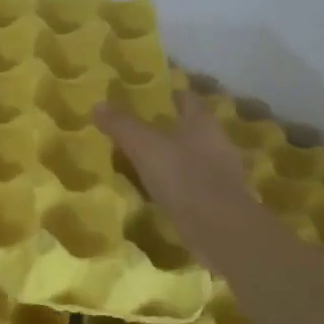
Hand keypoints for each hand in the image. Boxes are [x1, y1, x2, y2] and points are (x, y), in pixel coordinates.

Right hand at [94, 89, 258, 248]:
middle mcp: (218, 142)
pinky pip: (197, 184)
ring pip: (197, 156)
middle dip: (173, 127)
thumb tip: (98, 104)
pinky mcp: (222, 201)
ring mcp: (224, 173)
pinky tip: (163, 191)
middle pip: (194, 128)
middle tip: (144, 129)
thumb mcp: (143, 146)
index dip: (172, 95)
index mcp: (202, 123)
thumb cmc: (182, 176)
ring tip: (149, 161)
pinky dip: (182, 184)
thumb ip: (121, 125)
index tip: (153, 98)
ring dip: (178, 157)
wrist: (219, 228)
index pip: (189, 99)